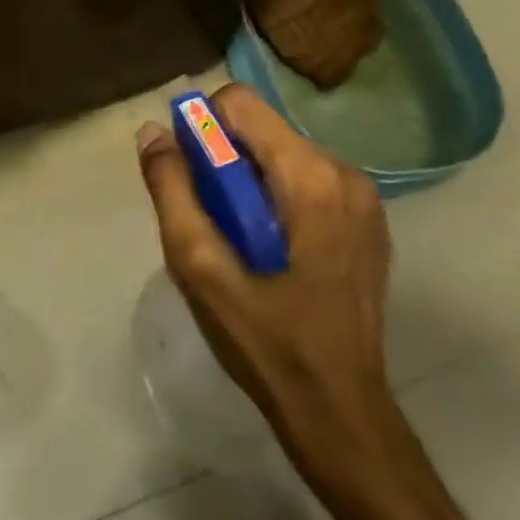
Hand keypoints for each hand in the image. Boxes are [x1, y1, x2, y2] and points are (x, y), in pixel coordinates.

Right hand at [136, 83, 394, 476]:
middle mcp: (344, 171)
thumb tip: (153, 131)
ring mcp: (362, 197)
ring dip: (246, 179)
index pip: (239, 102)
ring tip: (236, 239)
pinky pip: (304, 178)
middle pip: (260, 128)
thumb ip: (172, 190)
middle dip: (223, 160)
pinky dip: (274, 195)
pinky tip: (267, 248)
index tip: (188, 175)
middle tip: (208, 218)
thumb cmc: (267, 343)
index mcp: (310, 175)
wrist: (342, 416)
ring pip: (280, 152)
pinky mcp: (366, 220)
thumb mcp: (201, 267)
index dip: (200, 127)